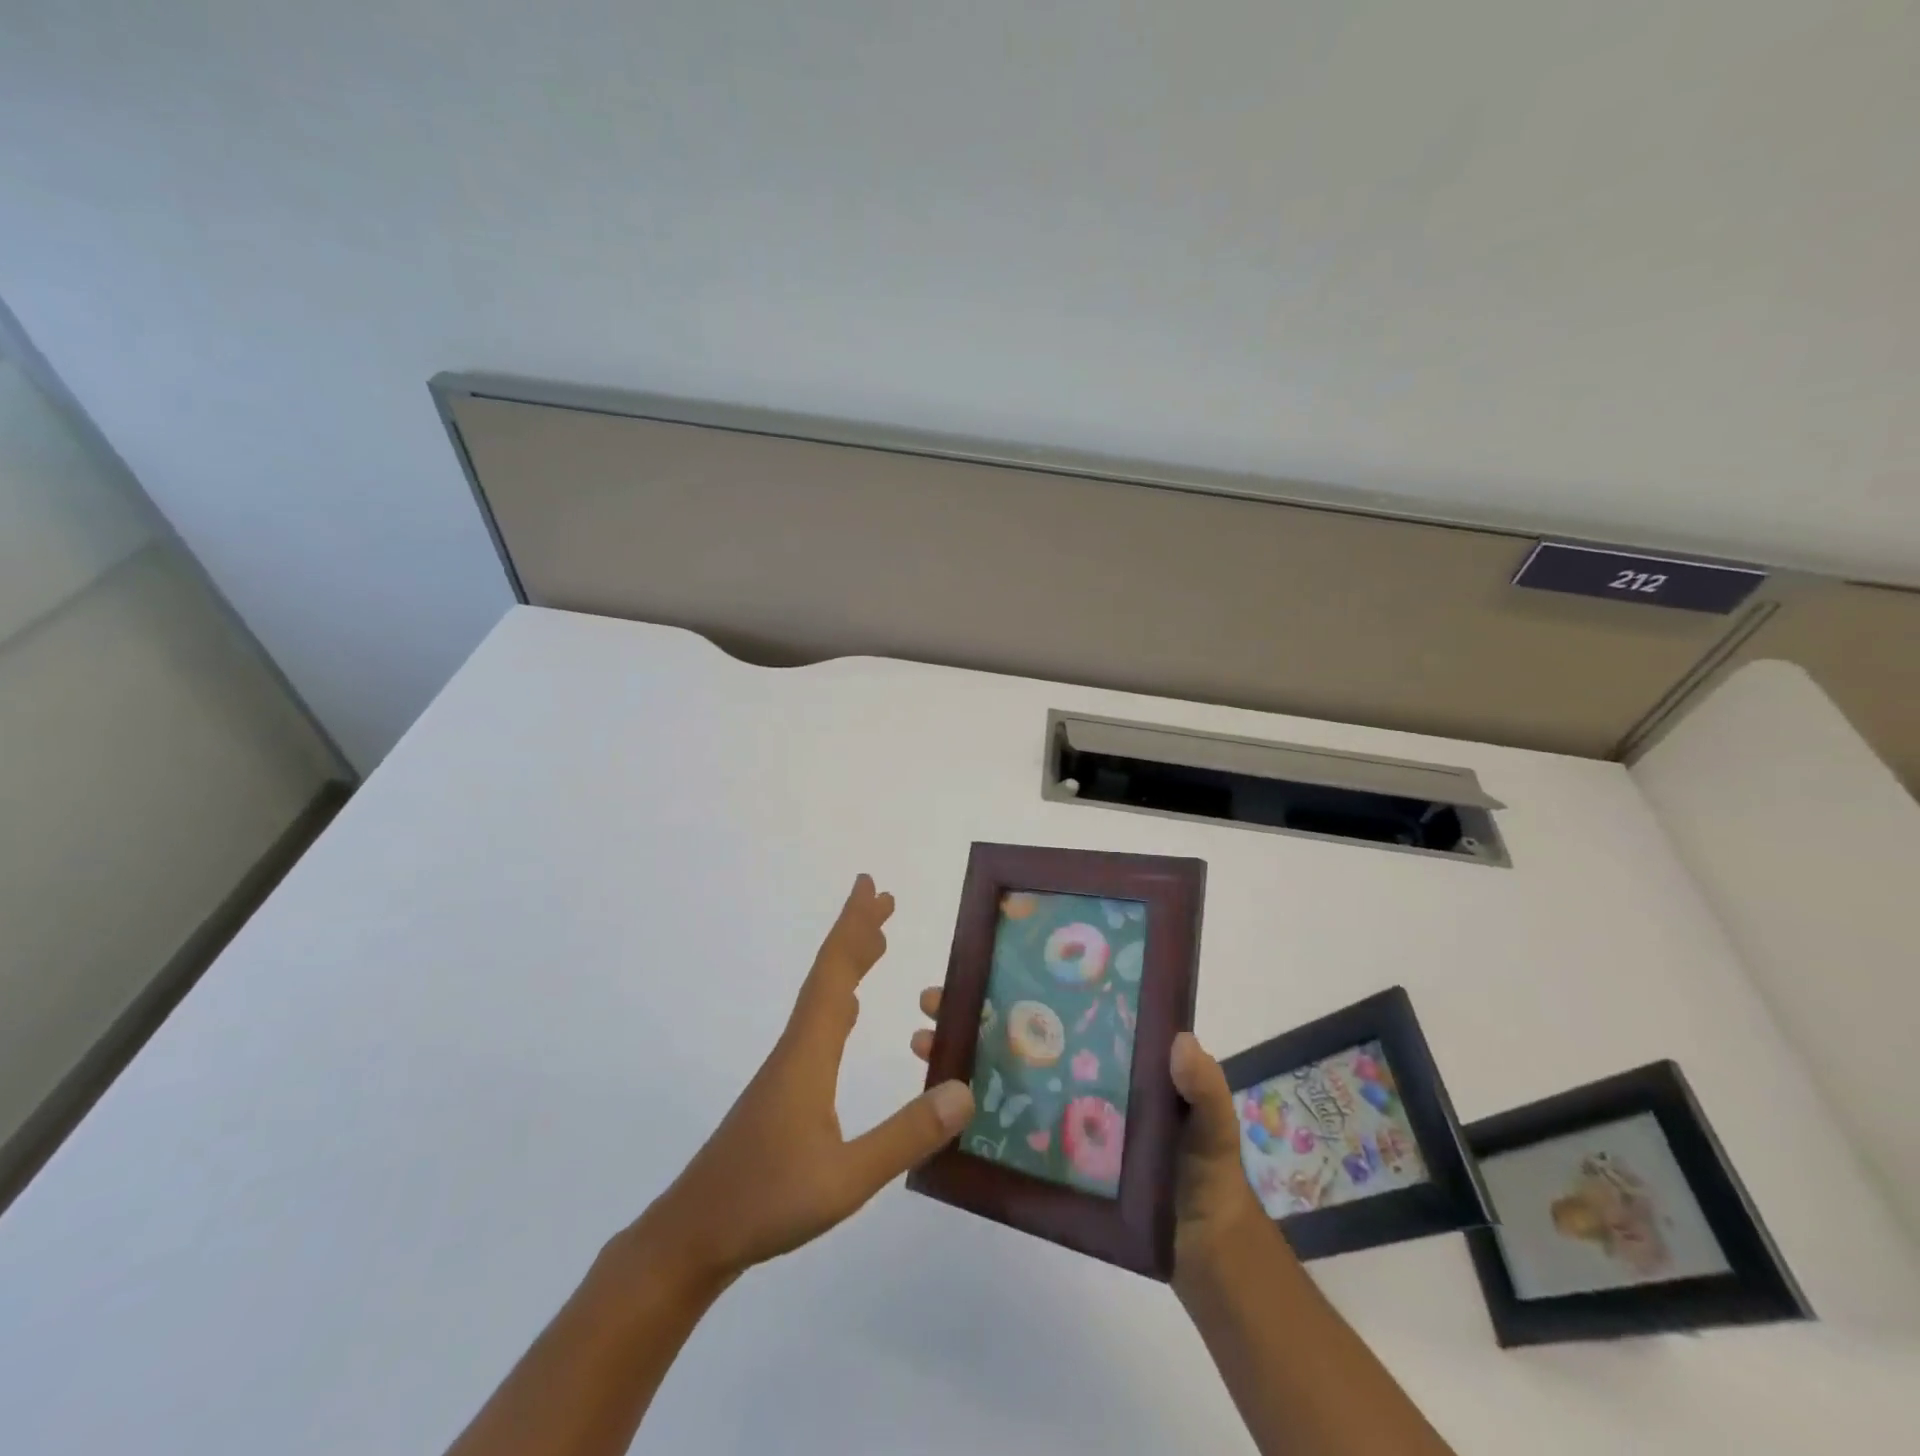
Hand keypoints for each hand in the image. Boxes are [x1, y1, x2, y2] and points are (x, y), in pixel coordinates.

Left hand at [643, 876, 974, 1281]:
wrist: (693, 1234)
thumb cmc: (765, 1201)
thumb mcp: (846, 1178)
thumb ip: (906, 1136)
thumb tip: (965, 1091)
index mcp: (809, 1053)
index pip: (834, 974)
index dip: (853, 927)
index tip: (869, 887)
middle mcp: (796, 1048)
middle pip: (827, 974)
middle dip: (856, 933)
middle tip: (883, 899)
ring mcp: (786, 1070)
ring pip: (822, 998)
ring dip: (848, 963)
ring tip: (876, 943)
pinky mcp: (783, 1091)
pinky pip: (818, 1024)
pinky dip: (839, 999)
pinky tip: (847, 1012)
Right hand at [910, 1002, 1264, 1276]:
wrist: (1201, 1245)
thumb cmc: (1207, 1169)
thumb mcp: (1214, 1122)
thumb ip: (1205, 1088)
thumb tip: (1181, 1041)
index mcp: (1112, 1046)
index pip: (1063, 1001)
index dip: (1025, 979)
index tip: (987, 962)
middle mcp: (1077, 1068)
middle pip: (1020, 1029)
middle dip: (974, 1008)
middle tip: (935, 999)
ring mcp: (1060, 1109)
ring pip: (1003, 1070)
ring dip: (961, 1051)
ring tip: (925, 1040)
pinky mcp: (1049, 1151)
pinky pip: (1006, 1123)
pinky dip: (971, 1110)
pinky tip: (939, 1103)